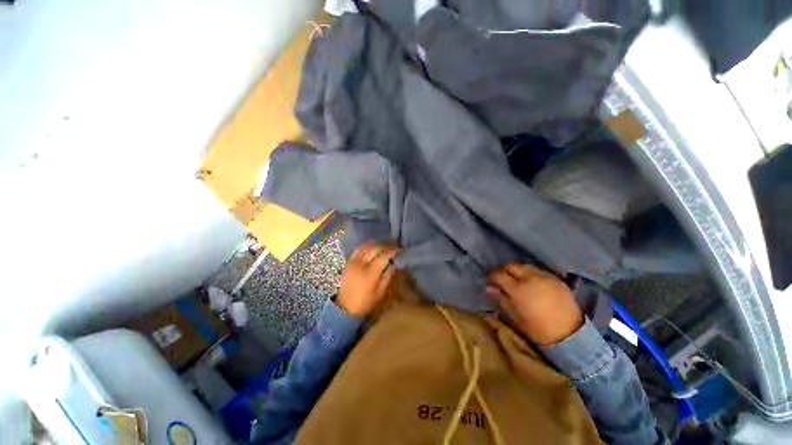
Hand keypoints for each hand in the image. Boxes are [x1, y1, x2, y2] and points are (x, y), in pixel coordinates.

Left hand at [337, 243, 399, 316]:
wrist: (343, 308)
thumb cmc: (364, 303)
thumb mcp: (379, 294)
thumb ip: (388, 277)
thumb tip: (395, 265)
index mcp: (370, 273)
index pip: (383, 256)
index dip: (392, 251)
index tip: (399, 250)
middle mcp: (361, 264)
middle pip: (375, 249)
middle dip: (386, 246)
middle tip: (393, 247)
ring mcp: (353, 262)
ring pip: (366, 247)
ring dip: (376, 245)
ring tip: (384, 247)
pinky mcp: (348, 263)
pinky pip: (358, 250)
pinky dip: (366, 246)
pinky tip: (371, 248)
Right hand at [487, 264, 582, 345]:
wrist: (571, 336)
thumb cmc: (538, 329)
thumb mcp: (515, 317)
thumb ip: (502, 299)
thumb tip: (490, 288)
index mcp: (519, 289)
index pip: (499, 275)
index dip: (492, 276)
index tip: (490, 281)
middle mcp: (531, 278)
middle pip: (512, 266)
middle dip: (504, 271)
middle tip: (502, 279)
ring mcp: (545, 277)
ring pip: (525, 266)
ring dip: (518, 270)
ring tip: (517, 279)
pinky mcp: (557, 279)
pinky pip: (539, 271)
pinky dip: (531, 273)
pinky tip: (532, 282)